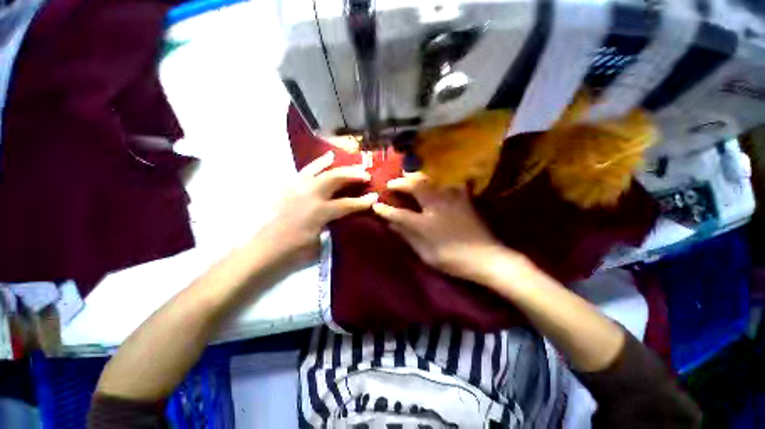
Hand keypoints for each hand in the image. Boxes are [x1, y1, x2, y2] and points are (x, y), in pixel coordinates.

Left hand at [261, 151, 377, 263]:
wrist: (264, 249)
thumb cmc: (294, 250)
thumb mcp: (320, 241)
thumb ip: (335, 225)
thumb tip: (347, 215)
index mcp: (319, 212)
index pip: (347, 204)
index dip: (363, 202)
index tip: (375, 196)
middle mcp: (309, 195)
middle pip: (334, 179)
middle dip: (352, 175)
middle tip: (365, 174)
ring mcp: (297, 189)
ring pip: (319, 170)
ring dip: (336, 165)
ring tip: (347, 160)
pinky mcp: (289, 187)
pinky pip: (305, 171)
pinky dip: (317, 164)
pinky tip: (325, 159)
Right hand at [372, 173, 506, 281]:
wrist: (486, 258)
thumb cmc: (452, 259)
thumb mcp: (426, 253)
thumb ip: (408, 237)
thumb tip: (391, 225)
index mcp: (426, 223)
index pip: (400, 213)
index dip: (386, 209)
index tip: (375, 204)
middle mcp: (437, 206)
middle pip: (416, 187)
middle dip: (401, 183)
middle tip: (392, 182)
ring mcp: (452, 200)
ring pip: (432, 181)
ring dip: (418, 177)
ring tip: (410, 175)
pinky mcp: (464, 200)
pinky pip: (451, 184)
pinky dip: (442, 180)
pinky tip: (438, 182)